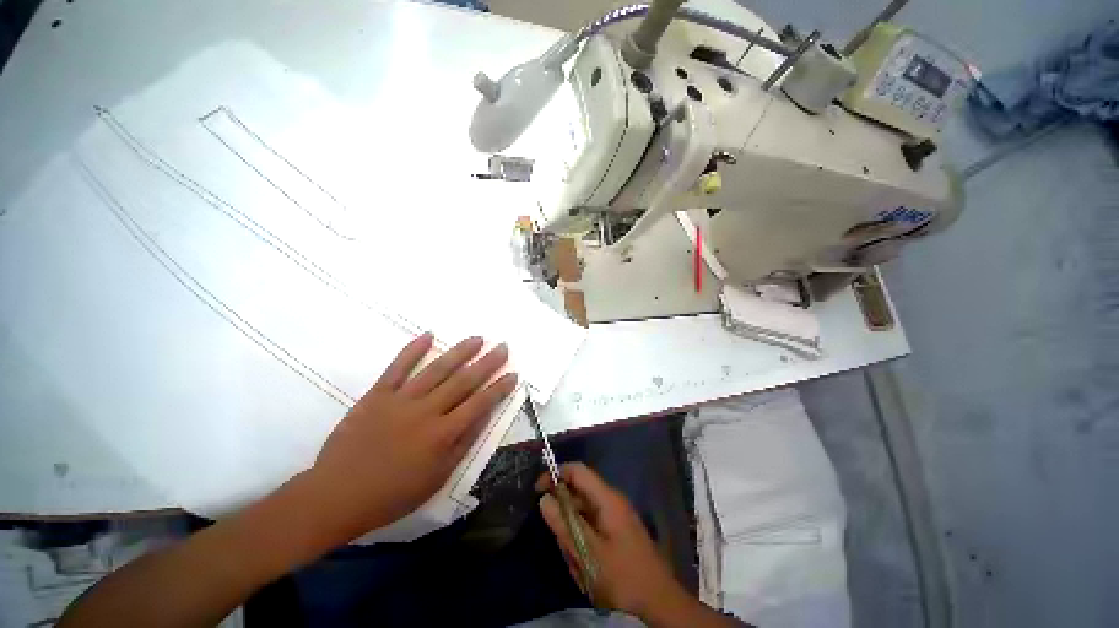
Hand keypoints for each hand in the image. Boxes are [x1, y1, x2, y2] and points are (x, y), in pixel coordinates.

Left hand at [310, 333, 517, 541]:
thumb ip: (463, 444)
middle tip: (502, 347)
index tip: (513, 374)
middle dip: (487, 363)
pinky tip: (428, 335)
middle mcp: (427, 411)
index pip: (480, 404)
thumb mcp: (437, 478)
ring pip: (437, 369)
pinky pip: (397, 368)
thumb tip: (483, 416)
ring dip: (460, 352)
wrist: (336, 495)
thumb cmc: (392, 494)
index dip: (499, 388)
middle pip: (464, 381)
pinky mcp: (378, 395)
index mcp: (443, 434)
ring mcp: (401, 399)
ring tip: (477, 338)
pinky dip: (413, 350)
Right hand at [536, 463, 688, 619]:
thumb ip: (564, 524)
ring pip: (583, 514)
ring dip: (573, 535)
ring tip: (578, 563)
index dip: (556, 474)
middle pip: (578, 494)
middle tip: (563, 544)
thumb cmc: (624, 575)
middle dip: (564, 516)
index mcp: (606, 498)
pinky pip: (591, 527)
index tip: (538, 492)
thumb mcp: (588, 552)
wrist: (659, 600)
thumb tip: (544, 499)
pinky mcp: (616, 530)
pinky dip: (583, 542)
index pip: (577, 470)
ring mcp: (615, 515)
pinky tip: (585, 567)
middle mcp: (611, 500)